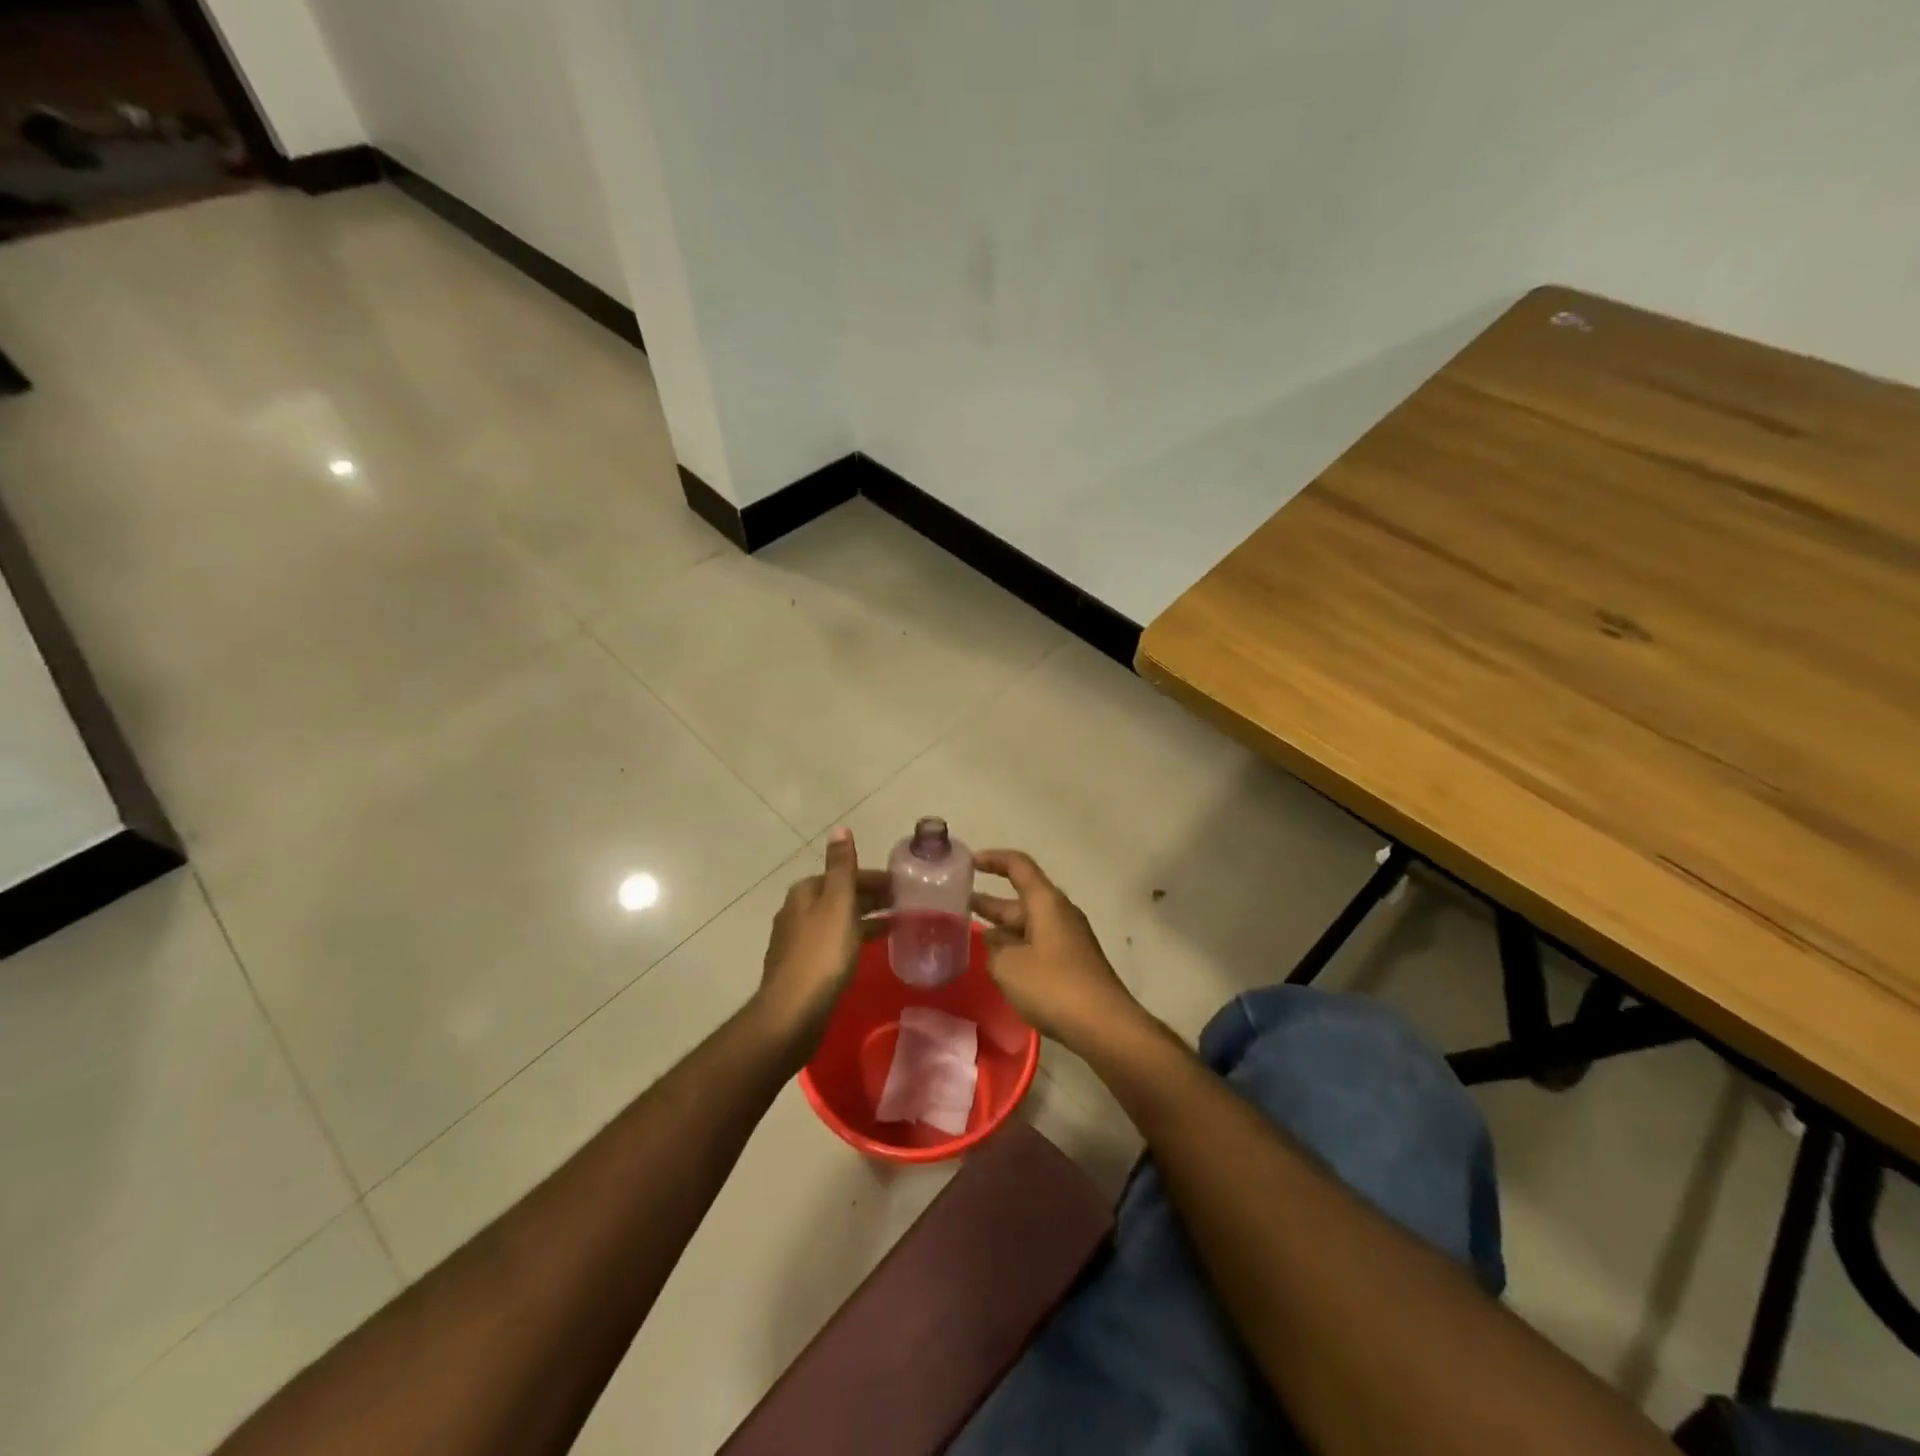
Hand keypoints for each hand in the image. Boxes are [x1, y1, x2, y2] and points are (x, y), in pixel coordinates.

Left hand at [755, 829, 888, 1061]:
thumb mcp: (838, 904)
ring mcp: (797, 941)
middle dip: (871, 898)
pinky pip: (834, 944)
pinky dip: (854, 939)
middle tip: (906, 905)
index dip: (875, 879)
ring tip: (896, 926)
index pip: (845, 875)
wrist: (792, 1013)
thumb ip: (841, 867)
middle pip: (840, 896)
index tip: (904, 886)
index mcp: (805, 892)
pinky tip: (868, 952)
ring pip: (837, 921)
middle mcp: (796, 911)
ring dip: (864, 920)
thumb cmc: (821, 954)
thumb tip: (839, 827)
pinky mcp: (802, 968)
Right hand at [970, 850, 1145, 1050]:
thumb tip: (995, 943)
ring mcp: (1068, 938)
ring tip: (969, 935)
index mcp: (1045, 902)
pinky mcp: (1072, 963)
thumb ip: (994, 949)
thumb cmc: (1053, 986)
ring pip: (1027, 924)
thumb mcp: (1008, 966)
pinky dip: (1015, 947)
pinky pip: (1037, 944)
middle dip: (989, 901)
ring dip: (1000, 928)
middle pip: (1020, 898)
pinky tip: (997, 963)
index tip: (968, 862)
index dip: (992, 860)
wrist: (1104, 1025)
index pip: (1017, 866)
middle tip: (956, 905)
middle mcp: (1059, 913)